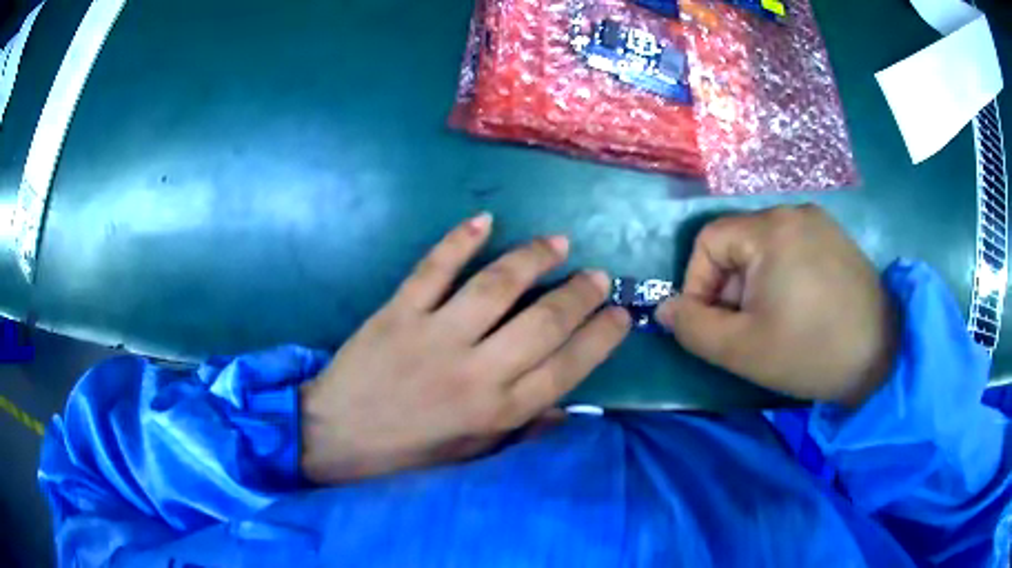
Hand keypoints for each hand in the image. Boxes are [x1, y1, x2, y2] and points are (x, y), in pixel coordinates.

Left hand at [300, 213, 630, 482]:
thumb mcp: (471, 456)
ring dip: (532, 259)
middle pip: (543, 322)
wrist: (335, 438)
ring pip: (496, 286)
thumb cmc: (406, 454)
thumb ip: (521, 432)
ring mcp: (434, 335)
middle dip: (580, 294)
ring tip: (558, 242)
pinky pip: (434, 269)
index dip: (600, 337)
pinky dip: (459, 240)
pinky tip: (484, 221)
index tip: (621, 314)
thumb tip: (568, 410)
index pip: (567, 368)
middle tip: (598, 275)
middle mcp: (474, 370)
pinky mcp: (398, 312)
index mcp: (496, 411)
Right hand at [657, 205, 897, 405]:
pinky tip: (798, 309)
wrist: (881, 356)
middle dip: (730, 289)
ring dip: (755, 285)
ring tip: (772, 323)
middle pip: (739, 244)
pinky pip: (793, 249)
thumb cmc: (810, 351)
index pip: (709, 241)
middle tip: (745, 330)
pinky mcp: (836, 238)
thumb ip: (694, 328)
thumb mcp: (742, 349)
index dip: (697, 283)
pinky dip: (782, 277)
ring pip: (765, 248)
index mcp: (771, 229)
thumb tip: (665, 309)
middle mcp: (794, 212)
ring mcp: (820, 222)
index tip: (709, 323)